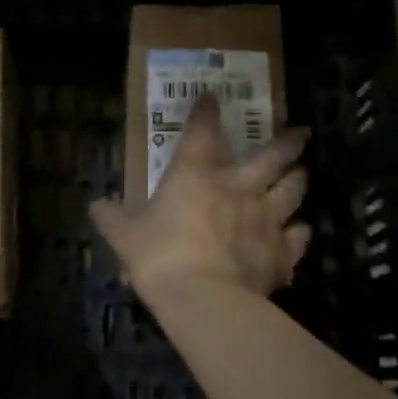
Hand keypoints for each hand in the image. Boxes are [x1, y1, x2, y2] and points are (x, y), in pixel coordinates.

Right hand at [92, 92, 310, 302]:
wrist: (204, 300)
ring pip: (292, 191)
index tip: (212, 98)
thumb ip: (111, 218)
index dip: (206, 112)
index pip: (203, 132)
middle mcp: (238, 187)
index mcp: (196, 175)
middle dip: (287, 142)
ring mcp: (266, 219)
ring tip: (301, 174)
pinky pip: (297, 239)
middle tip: (300, 133)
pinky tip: (301, 232)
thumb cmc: (160, 258)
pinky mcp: (281, 253)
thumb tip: (96, 205)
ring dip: (298, 181)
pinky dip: (299, 234)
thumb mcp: (125, 237)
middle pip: (272, 156)